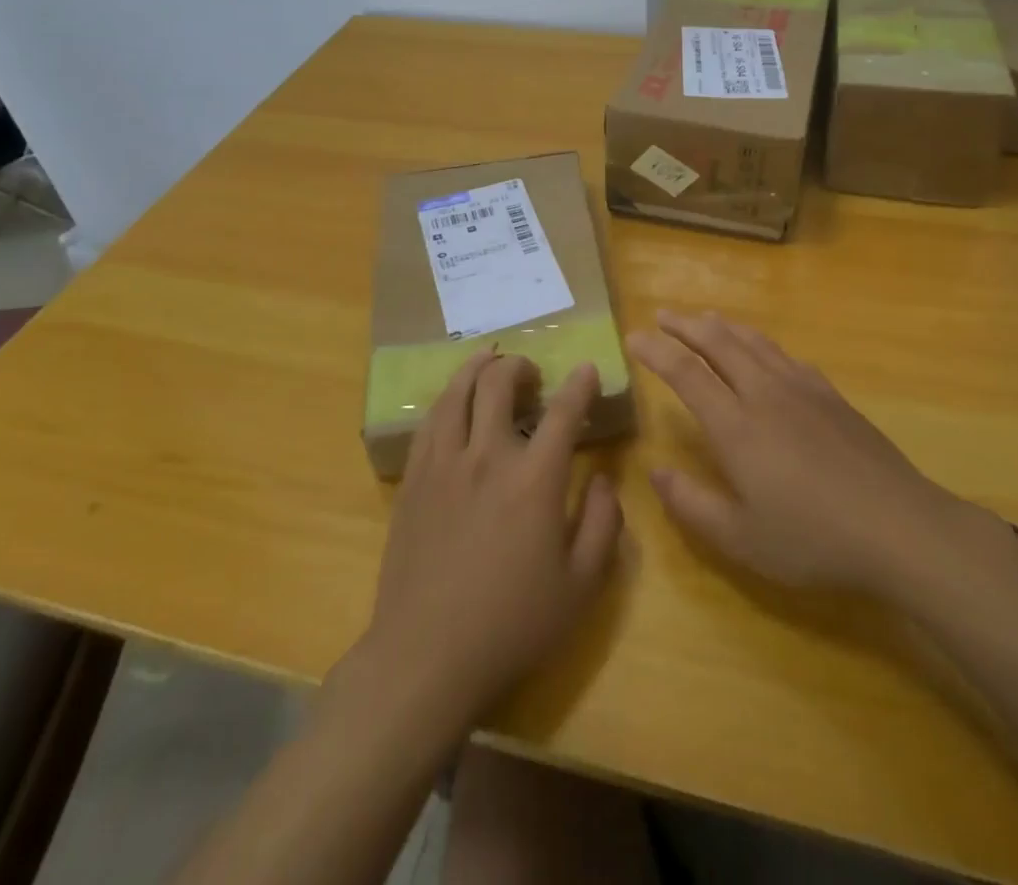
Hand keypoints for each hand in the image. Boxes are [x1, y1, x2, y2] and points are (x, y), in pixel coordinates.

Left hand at [363, 351, 623, 717]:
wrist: (426, 655)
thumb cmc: (512, 624)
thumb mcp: (582, 586)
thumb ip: (603, 523)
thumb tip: (604, 478)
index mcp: (534, 479)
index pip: (563, 412)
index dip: (580, 384)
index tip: (588, 370)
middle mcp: (487, 456)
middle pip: (499, 383)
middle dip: (519, 365)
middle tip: (531, 373)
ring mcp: (443, 464)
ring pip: (457, 392)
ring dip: (477, 368)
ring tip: (490, 362)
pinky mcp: (413, 479)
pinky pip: (430, 421)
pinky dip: (447, 399)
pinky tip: (454, 402)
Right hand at [630, 311, 1003, 599]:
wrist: (898, 527)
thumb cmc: (813, 539)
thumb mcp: (741, 539)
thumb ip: (692, 504)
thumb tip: (656, 473)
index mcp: (736, 426)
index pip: (686, 373)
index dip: (657, 351)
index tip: (634, 336)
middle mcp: (764, 394)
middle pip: (718, 343)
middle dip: (686, 325)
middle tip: (663, 314)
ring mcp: (802, 390)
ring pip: (754, 342)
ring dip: (723, 326)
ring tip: (705, 318)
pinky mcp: (831, 396)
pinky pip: (786, 356)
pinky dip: (763, 344)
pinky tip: (764, 351)